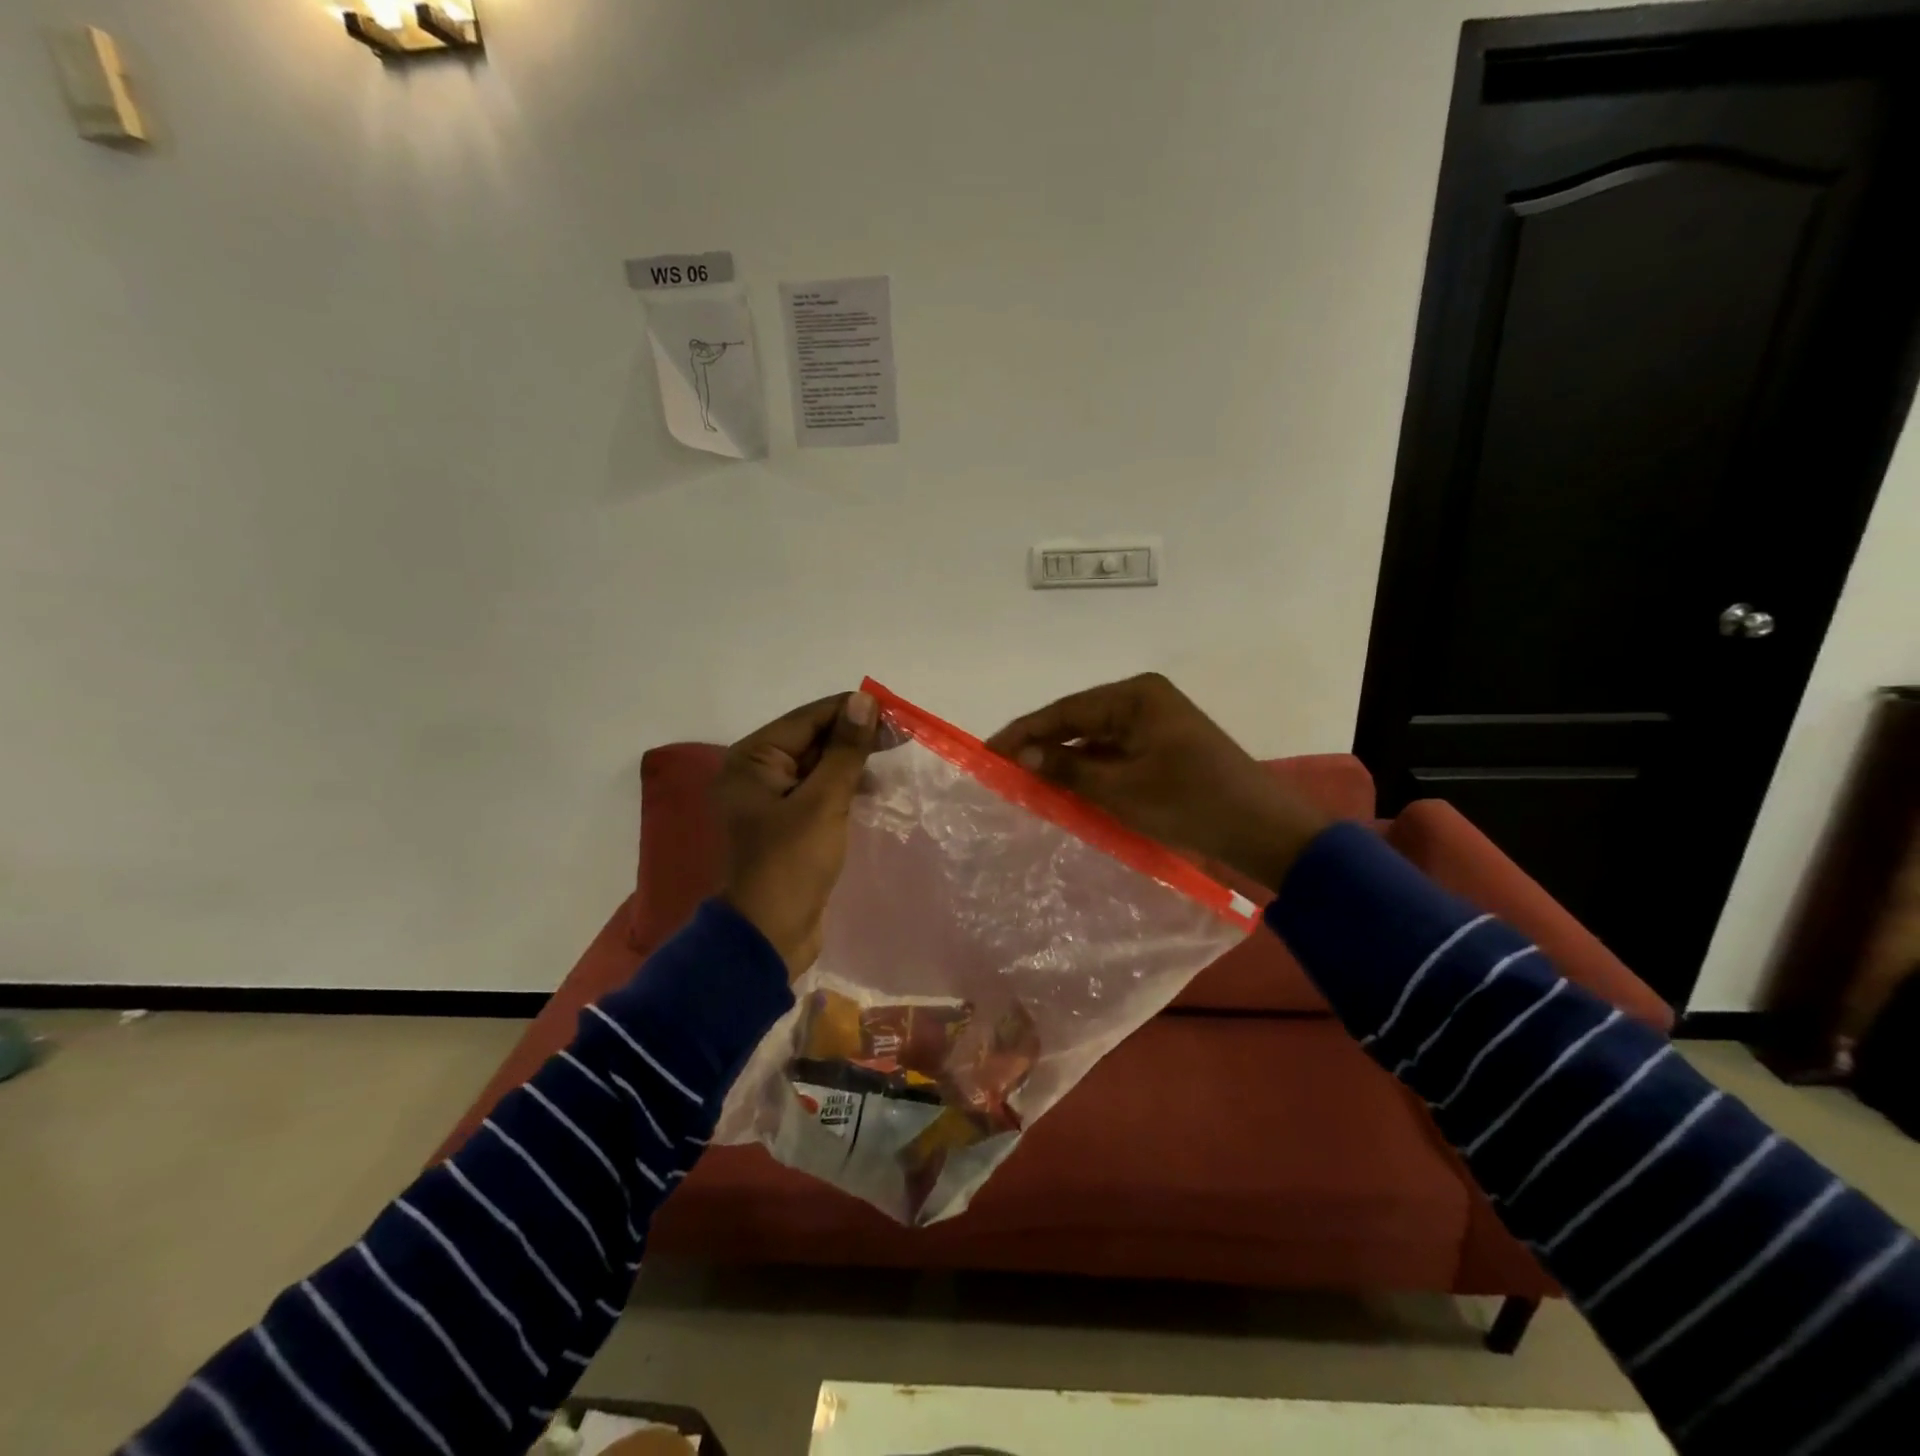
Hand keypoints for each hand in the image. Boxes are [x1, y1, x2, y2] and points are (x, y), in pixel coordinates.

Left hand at [718, 690, 876, 977]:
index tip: (896, 713)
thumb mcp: (823, 802)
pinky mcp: (788, 823)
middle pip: (813, 739)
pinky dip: (844, 786)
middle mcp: (756, 772)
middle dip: (855, 737)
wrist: (769, 935)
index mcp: (752, 759)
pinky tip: (874, 789)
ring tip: (892, 761)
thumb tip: (863, 701)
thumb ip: (845, 750)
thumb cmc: (791, 863)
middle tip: (902, 737)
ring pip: (819, 766)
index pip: (808, 718)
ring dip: (852, 762)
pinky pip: (819, 792)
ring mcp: (771, 799)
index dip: (852, 712)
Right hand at [986, 673, 1327, 890]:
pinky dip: (1090, 772)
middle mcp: (1143, 700)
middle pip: (1078, 721)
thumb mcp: (1122, 789)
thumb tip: (1023, 756)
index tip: (988, 752)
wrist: (1261, 829)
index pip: (1065, 711)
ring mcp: (1155, 724)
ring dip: (1064, 761)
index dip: (1024, 732)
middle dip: (1041, 746)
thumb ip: (1068, 769)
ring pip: (1094, 740)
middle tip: (1001, 770)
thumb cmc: (1190, 802)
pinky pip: (1114, 754)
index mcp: (1135, 696)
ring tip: (1024, 783)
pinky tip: (1065, 790)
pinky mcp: (1163, 748)